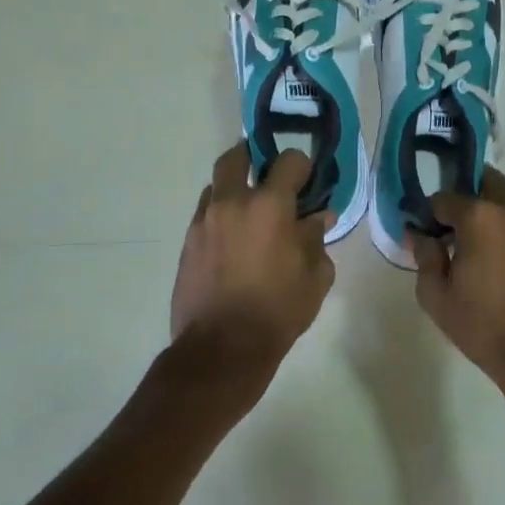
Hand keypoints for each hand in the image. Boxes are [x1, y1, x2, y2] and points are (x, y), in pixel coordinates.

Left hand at [170, 143, 336, 364]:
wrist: (222, 348)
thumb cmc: (278, 311)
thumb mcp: (315, 277)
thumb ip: (316, 239)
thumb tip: (318, 218)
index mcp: (269, 205)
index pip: (289, 161)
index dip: (302, 166)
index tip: (308, 182)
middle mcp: (232, 202)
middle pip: (236, 156)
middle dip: (253, 157)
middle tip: (268, 175)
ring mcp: (204, 221)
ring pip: (216, 185)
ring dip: (234, 188)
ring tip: (249, 212)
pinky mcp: (187, 242)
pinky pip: (205, 214)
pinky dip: (221, 215)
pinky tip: (233, 239)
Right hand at [411, 168, 504, 379]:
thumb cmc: (484, 327)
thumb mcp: (436, 297)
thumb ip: (425, 257)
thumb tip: (420, 235)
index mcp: (479, 218)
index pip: (445, 198)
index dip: (432, 214)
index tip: (430, 232)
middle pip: (485, 183)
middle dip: (468, 199)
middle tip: (460, 229)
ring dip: (497, 205)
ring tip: (490, 238)